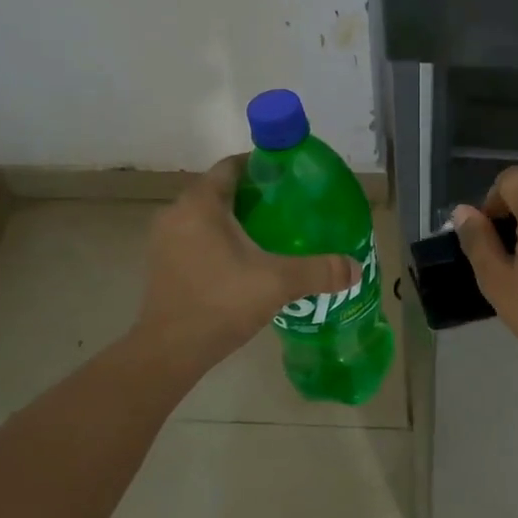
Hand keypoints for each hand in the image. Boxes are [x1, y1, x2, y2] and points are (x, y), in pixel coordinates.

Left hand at [133, 156, 358, 372]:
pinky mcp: (162, 264)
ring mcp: (164, 240)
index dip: (262, 166)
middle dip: (254, 196)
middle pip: (220, 190)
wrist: (169, 351)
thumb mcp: (278, 282)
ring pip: (207, 216)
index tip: (290, 177)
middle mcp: (176, 212)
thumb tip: (355, 268)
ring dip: (236, 220)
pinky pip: (196, 238)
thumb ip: (320, 271)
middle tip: (289, 208)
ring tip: (272, 234)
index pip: (232, 166)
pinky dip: (219, 241)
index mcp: (201, 204)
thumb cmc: (221, 302)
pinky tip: (245, 261)